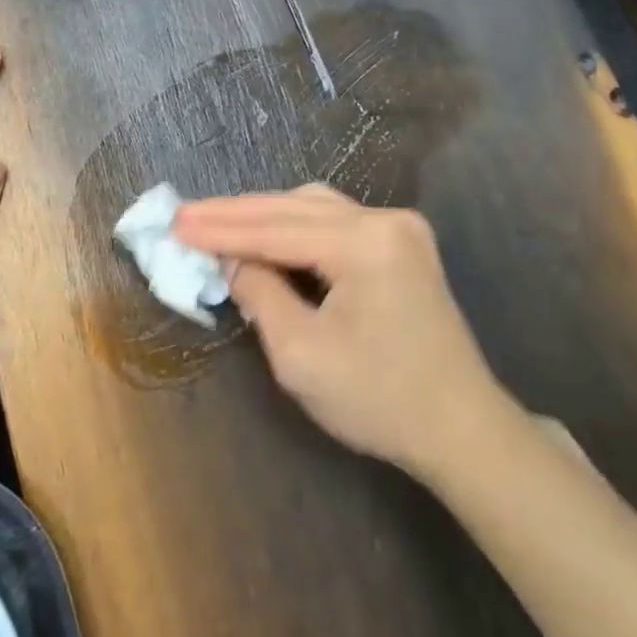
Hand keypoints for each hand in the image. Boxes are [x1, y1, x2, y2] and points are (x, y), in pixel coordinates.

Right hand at [173, 185, 513, 476]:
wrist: (462, 429)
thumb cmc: (379, 400)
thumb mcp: (301, 354)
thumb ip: (260, 294)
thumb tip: (233, 261)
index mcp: (365, 243)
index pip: (275, 229)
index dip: (220, 228)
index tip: (174, 223)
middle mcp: (385, 220)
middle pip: (294, 207)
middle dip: (236, 213)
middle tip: (185, 216)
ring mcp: (400, 228)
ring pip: (315, 207)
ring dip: (264, 215)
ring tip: (216, 223)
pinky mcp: (403, 244)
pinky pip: (336, 221)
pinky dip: (295, 227)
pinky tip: (266, 234)